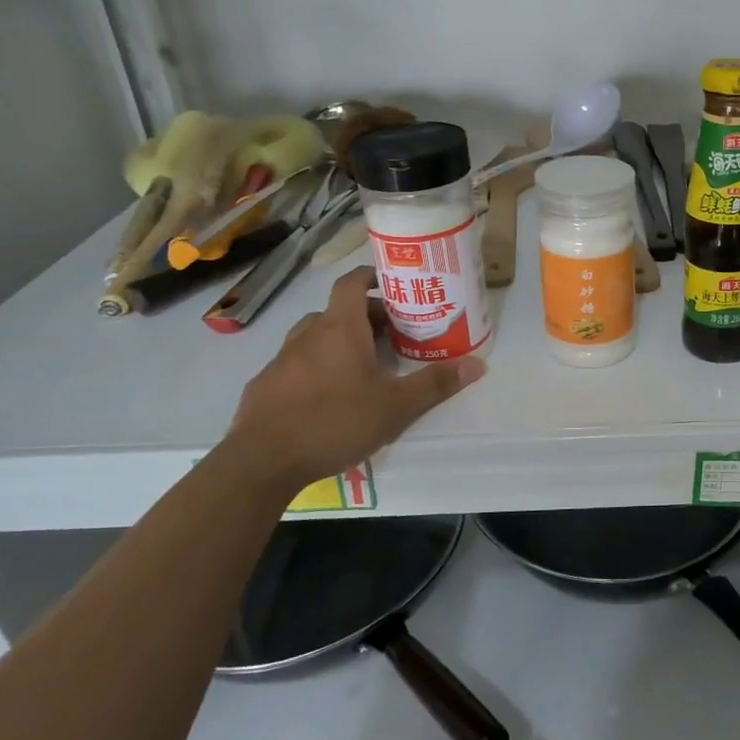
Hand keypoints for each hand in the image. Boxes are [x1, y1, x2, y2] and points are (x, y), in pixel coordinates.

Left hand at [226, 266, 485, 489]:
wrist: (261, 462)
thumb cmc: (335, 422)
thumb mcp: (395, 407)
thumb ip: (435, 384)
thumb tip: (478, 364)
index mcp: (340, 329)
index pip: (352, 283)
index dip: (371, 277)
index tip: (392, 284)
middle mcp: (308, 335)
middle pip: (338, 312)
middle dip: (366, 318)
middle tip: (393, 336)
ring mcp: (281, 360)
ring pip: (315, 337)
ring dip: (339, 342)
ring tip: (363, 365)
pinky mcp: (265, 386)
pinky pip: (296, 364)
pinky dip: (316, 368)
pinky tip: (328, 397)